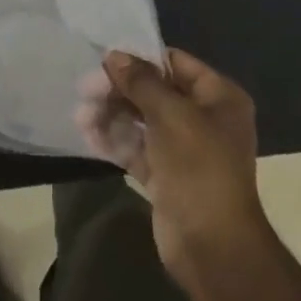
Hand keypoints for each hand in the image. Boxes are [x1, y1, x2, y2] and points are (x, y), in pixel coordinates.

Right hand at [77, 48, 264, 280]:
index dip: (141, 60)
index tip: (105, 61)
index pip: (176, 64)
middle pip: (156, 92)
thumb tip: (115, 56)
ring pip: (143, 121)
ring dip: (112, 116)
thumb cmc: (199, 166)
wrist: (212, 244)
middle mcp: (204, 118)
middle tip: (85, 92)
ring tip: (82, 117)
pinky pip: (138, 149)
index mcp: (219, 97)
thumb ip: (141, 82)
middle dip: (120, 91)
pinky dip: (116, 141)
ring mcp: (185, 149)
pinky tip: (90, 136)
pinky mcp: (166, 175)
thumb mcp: (171, 115)